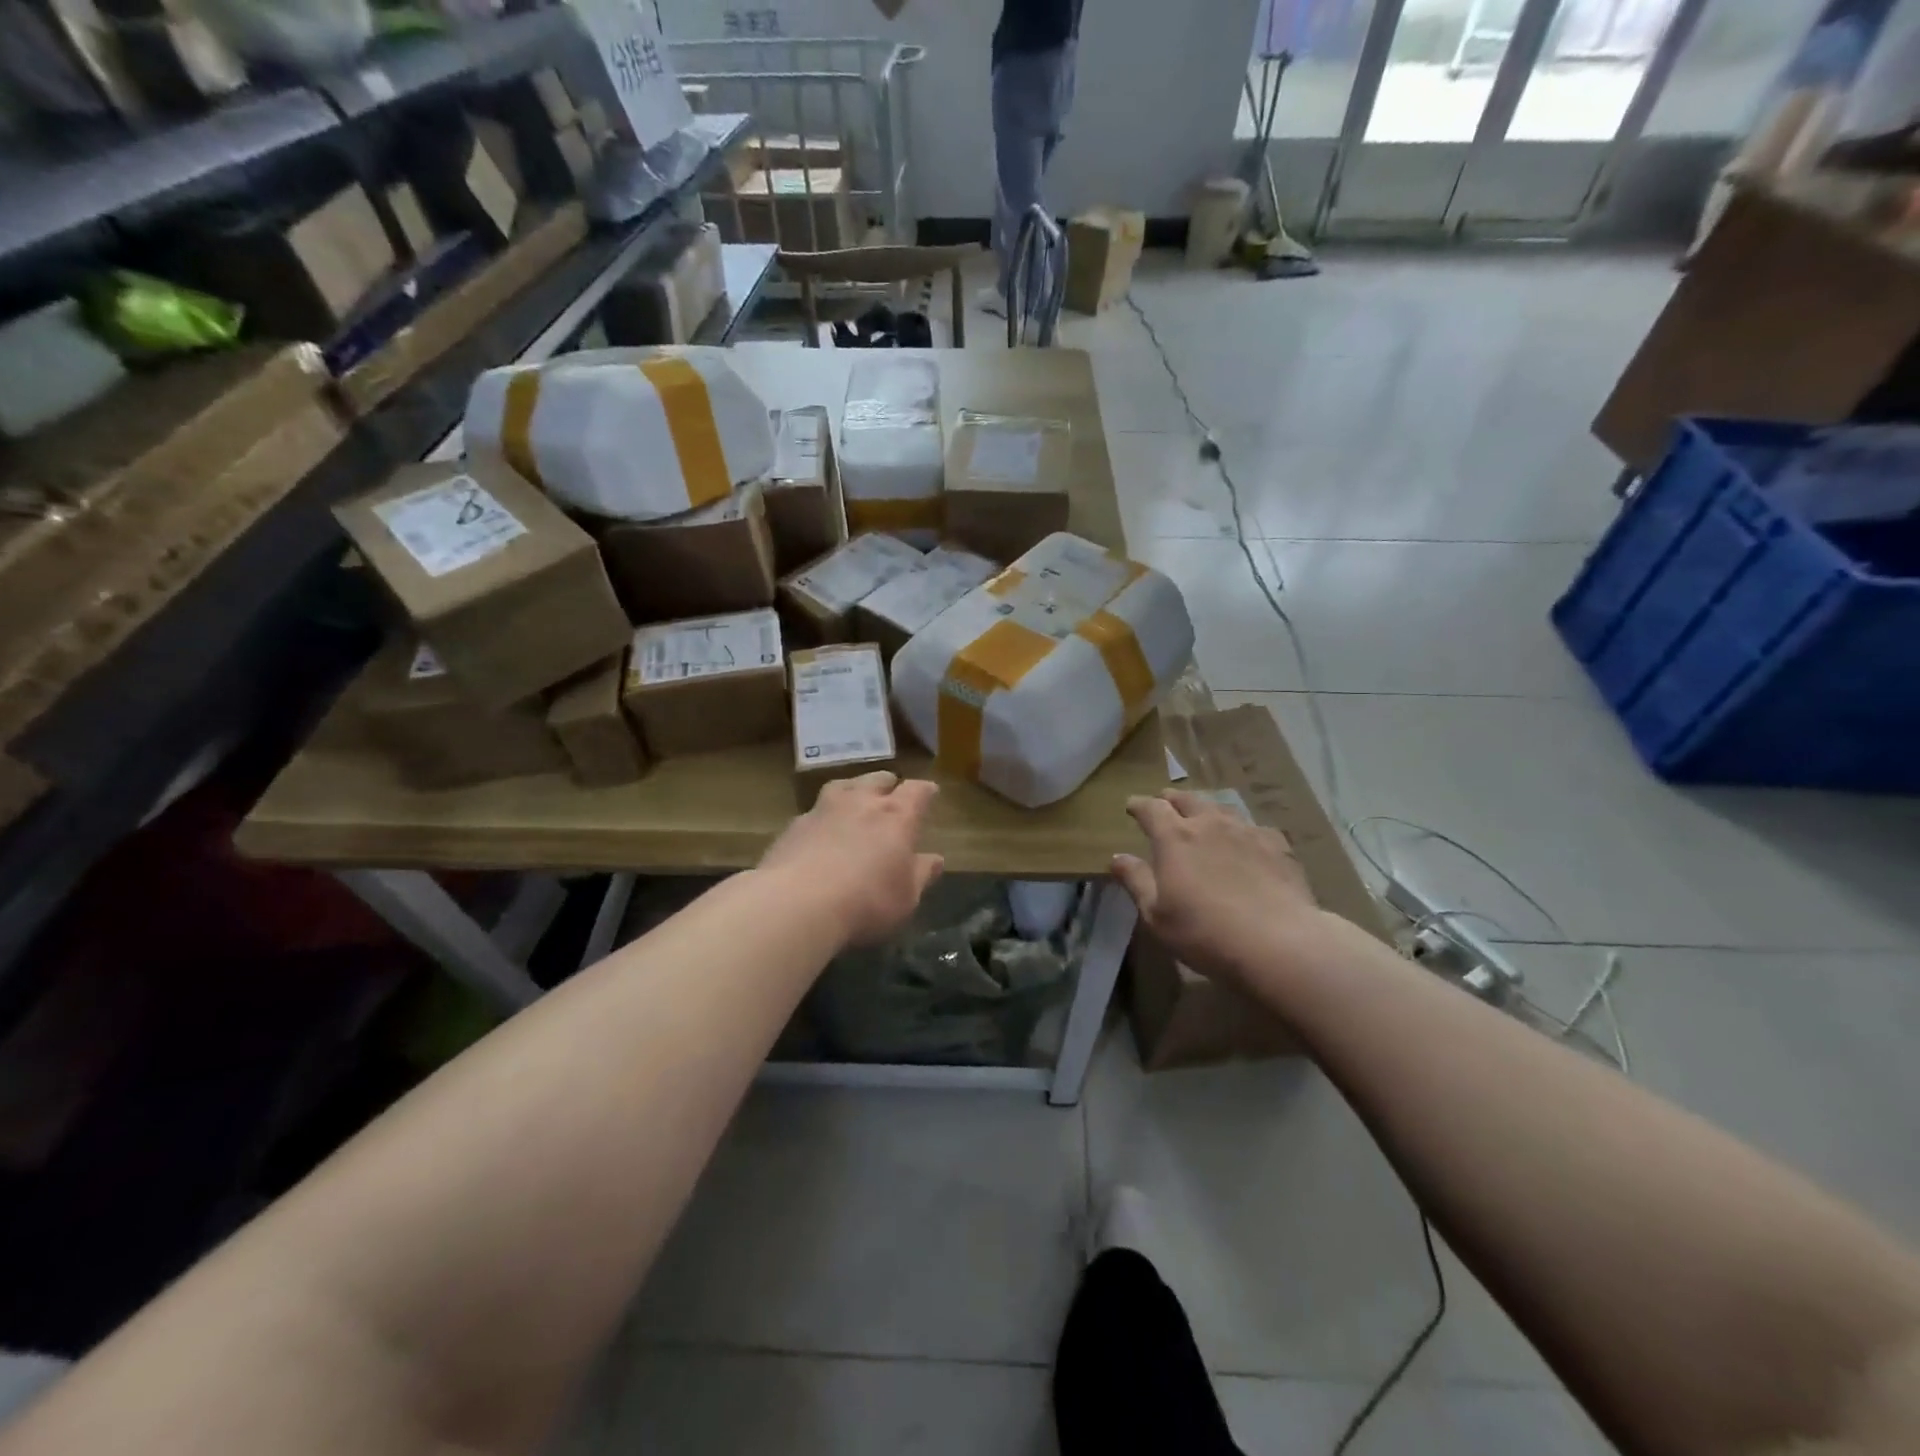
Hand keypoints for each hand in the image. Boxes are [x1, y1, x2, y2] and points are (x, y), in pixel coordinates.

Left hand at [759, 772, 944, 945]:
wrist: (797, 903)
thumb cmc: (867, 901)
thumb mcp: (906, 897)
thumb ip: (921, 875)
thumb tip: (935, 859)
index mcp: (896, 816)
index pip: (917, 791)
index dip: (925, 791)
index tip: (930, 793)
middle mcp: (861, 802)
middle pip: (878, 779)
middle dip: (888, 785)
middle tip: (891, 795)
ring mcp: (824, 809)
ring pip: (843, 786)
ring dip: (853, 791)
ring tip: (854, 801)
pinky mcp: (794, 825)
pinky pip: (815, 811)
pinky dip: (823, 817)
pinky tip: (821, 832)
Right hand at [1112, 789, 1328, 983]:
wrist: (1278, 943)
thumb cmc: (1205, 932)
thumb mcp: (1156, 915)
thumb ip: (1136, 881)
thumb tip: (1117, 857)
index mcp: (1175, 837)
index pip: (1151, 809)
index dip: (1139, 805)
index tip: (1131, 806)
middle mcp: (1209, 824)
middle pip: (1187, 799)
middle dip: (1172, 799)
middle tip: (1165, 803)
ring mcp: (1246, 832)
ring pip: (1222, 808)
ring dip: (1207, 809)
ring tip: (1204, 817)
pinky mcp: (1277, 846)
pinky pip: (1253, 827)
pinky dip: (1241, 830)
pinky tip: (1246, 841)